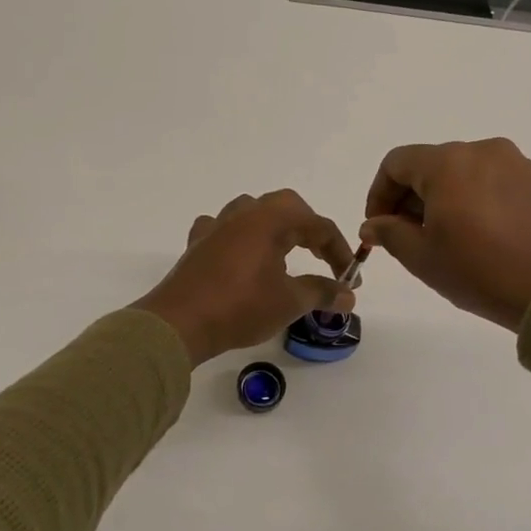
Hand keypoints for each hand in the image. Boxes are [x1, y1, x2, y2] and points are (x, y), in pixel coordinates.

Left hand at [135, 191, 355, 365]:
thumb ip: (322, 292)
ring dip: (273, 227)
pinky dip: (238, 238)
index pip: (317, 225)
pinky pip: (223, 229)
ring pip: (251, 212)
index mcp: (270, 220)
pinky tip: (240, 255)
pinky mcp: (197, 245)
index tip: (349, 278)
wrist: (180, 323)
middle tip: (321, 257)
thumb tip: (348, 295)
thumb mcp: (289, 302)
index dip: (339, 250)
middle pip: (285, 207)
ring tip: (283, 253)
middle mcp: (243, 214)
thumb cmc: (241, 307)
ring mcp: (216, 227)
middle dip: (308, 229)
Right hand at [361, 138, 530, 331]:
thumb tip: (374, 224)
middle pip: (429, 164)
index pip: (396, 163)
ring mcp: (514, 163)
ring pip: (460, 172)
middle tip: (407, 237)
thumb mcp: (423, 257)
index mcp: (448, 163)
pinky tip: (477, 235)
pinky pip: (489, 181)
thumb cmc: (481, 271)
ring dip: (441, 199)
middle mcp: (481, 151)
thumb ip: (390, 233)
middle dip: (409, 198)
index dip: (378, 194)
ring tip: (444, 239)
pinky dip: (472, 200)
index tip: (378, 227)